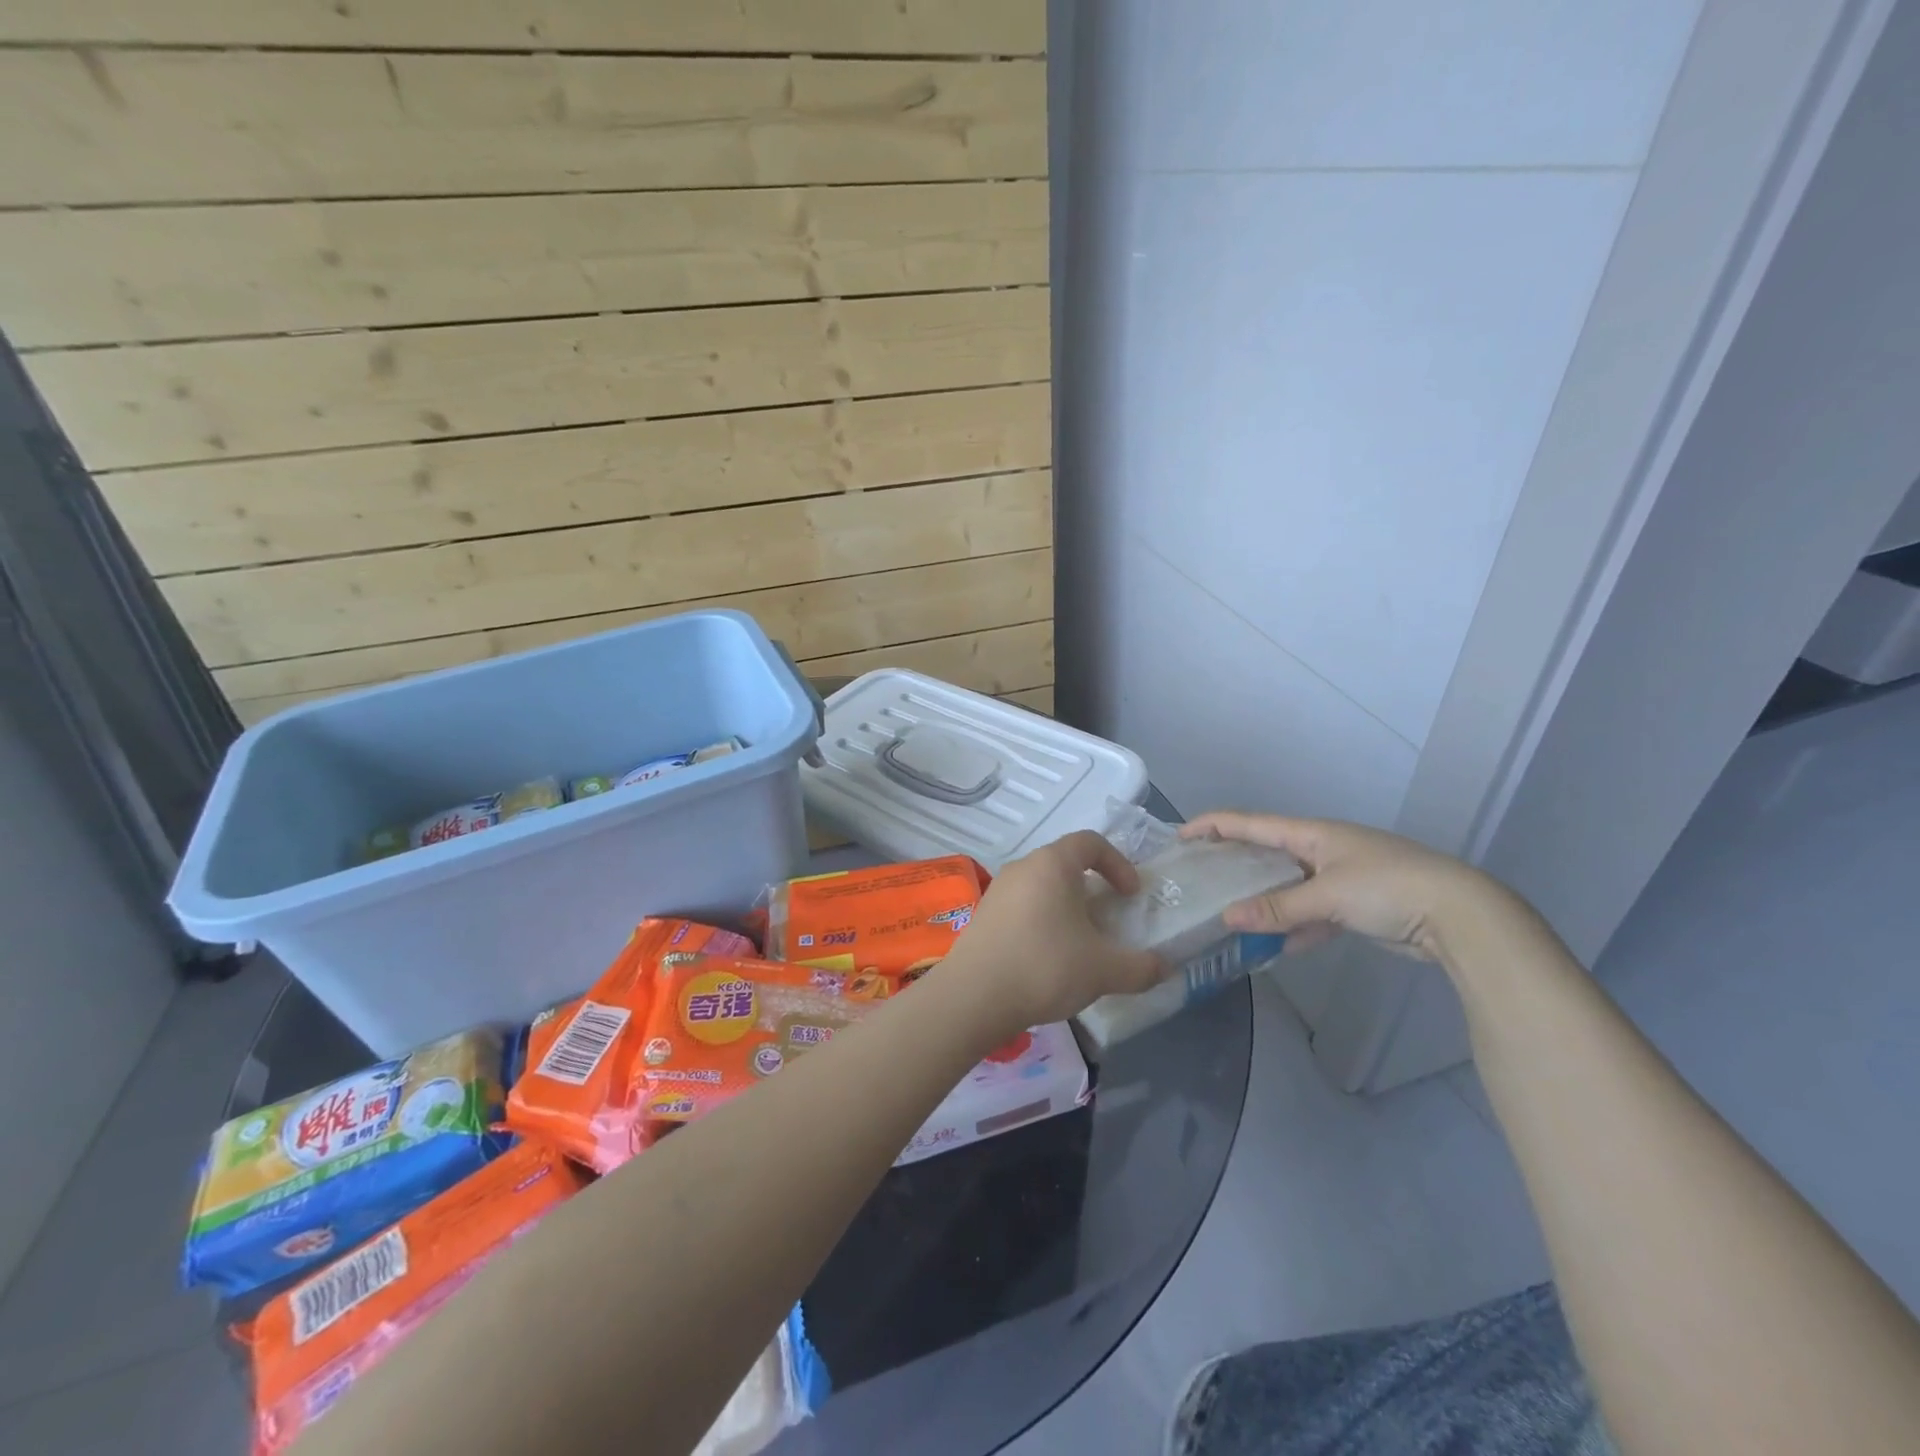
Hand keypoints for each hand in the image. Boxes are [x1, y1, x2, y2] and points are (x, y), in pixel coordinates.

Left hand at [934, 831, 1165, 1038]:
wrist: (973, 997)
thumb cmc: (1044, 967)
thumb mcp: (1103, 970)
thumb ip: (1141, 968)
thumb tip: (1165, 968)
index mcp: (1052, 864)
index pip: (1090, 841)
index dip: (1118, 863)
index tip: (1130, 894)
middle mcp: (1022, 867)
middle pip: (1065, 864)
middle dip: (1093, 888)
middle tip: (1109, 920)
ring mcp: (998, 890)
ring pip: (1042, 887)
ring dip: (1067, 907)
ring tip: (1081, 943)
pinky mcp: (984, 915)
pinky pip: (1023, 906)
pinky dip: (1043, 921)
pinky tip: (1049, 958)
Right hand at [1183, 812, 1511, 963]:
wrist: (1460, 915)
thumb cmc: (1388, 888)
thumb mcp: (1328, 895)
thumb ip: (1278, 908)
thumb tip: (1227, 918)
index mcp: (1312, 833)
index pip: (1250, 823)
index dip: (1213, 825)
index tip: (1180, 837)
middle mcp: (1321, 849)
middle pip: (1266, 852)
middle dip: (1233, 863)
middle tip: (1199, 877)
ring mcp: (1340, 878)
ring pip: (1287, 886)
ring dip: (1263, 901)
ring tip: (1228, 914)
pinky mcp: (1355, 906)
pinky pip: (1311, 913)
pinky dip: (1294, 927)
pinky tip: (1274, 946)